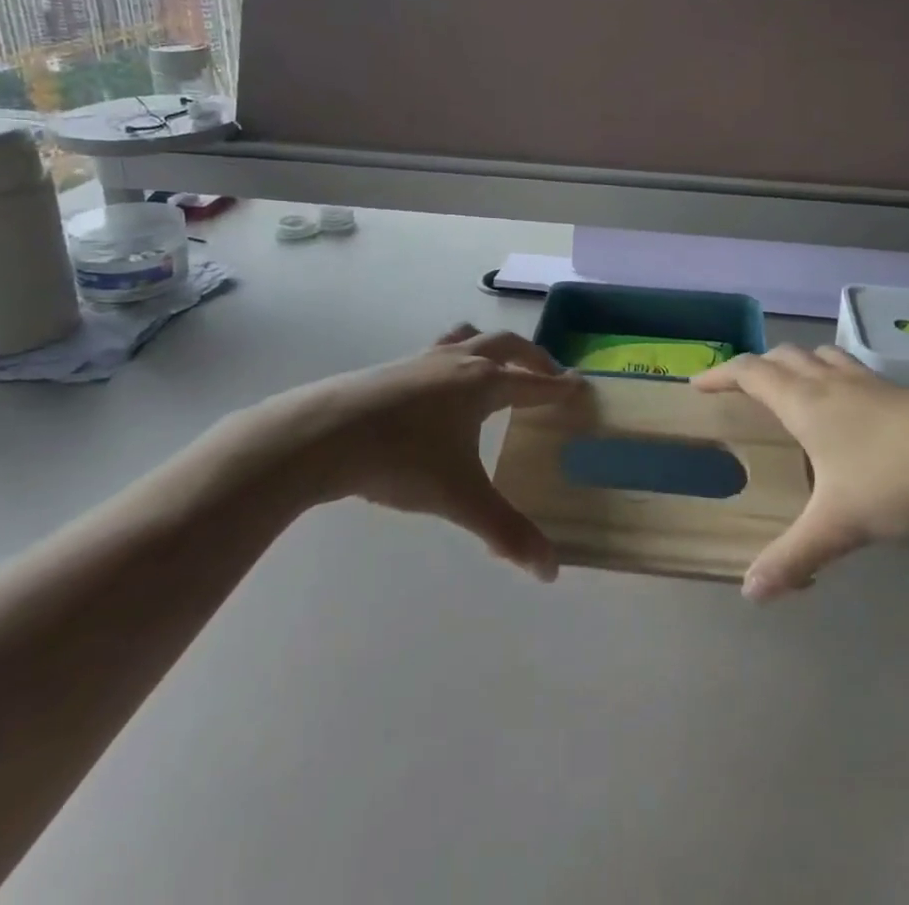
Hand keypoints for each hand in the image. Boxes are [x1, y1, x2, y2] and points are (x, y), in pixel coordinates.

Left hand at [280, 326, 581, 579]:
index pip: (534, 383)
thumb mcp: (459, 498)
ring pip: (468, 338)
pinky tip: (441, 389)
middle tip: (549, 374)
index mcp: (483, 384)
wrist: (326, 433)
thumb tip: (550, 571)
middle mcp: (458, 362)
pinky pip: (438, 351)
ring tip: (497, 366)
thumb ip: (506, 532)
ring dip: (491, 348)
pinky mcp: (394, 367)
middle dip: (533, 358)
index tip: (581, 384)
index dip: (559, 387)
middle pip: (506, 346)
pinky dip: (455, 357)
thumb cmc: (402, 459)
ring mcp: (423, 360)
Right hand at [694, 345, 908, 600]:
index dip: (721, 374)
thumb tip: (750, 593)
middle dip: (756, 367)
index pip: (751, 373)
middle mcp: (831, 383)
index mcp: (805, 403)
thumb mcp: (839, 524)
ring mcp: (868, 383)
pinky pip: (851, 371)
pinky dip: (832, 376)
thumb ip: (794, 556)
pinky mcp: (899, 392)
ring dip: (796, 363)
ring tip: (791, 386)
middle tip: (741, 387)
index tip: (698, 384)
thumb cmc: (895, 479)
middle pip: (783, 357)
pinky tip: (848, 406)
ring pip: (820, 356)